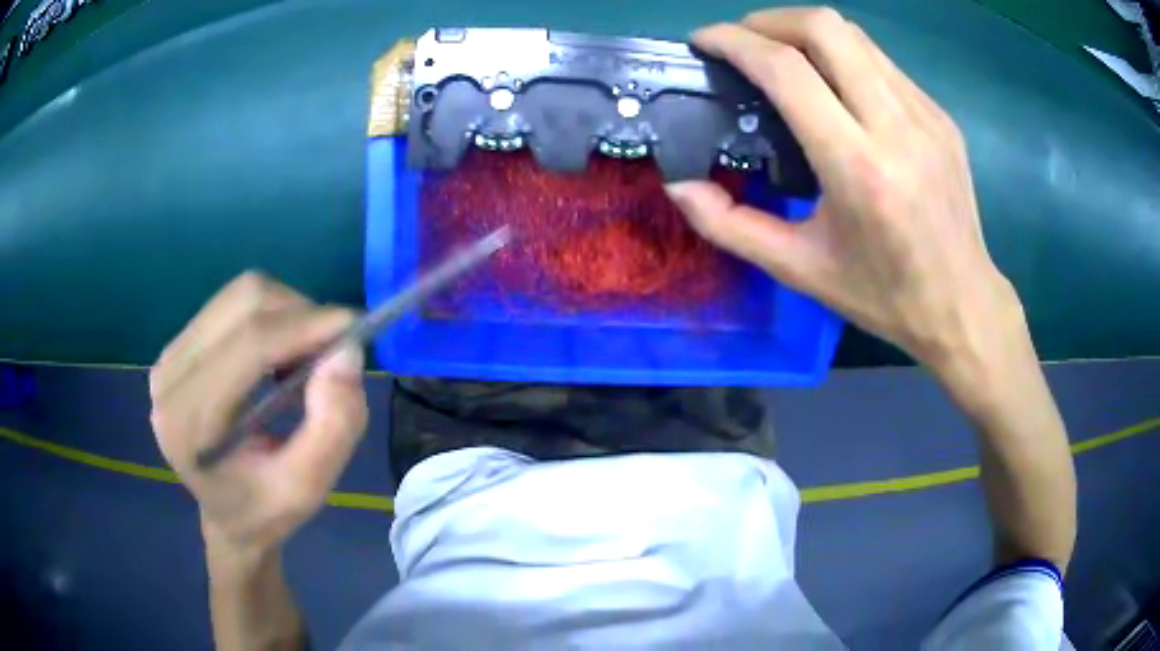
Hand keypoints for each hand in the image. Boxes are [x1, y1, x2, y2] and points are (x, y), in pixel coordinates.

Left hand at [149, 272, 367, 555]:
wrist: (226, 517)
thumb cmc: (265, 511)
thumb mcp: (308, 489)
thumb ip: (333, 426)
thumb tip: (346, 351)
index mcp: (189, 422)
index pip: (250, 345)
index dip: (306, 326)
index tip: (355, 330)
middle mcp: (169, 377)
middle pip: (244, 303)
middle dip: (300, 315)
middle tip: (330, 354)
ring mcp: (169, 356)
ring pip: (240, 295)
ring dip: (286, 314)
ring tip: (302, 361)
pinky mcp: (178, 345)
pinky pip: (231, 305)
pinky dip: (269, 317)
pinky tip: (277, 356)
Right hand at [668, 8, 1024, 367]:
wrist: (961, 303)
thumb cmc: (881, 295)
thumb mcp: (798, 269)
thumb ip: (729, 225)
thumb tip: (679, 185)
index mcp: (857, 167)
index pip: (787, 70)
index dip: (735, 42)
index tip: (704, 41)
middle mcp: (896, 126)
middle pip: (825, 28)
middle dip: (770, 21)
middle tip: (744, 43)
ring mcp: (925, 115)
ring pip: (856, 36)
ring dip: (806, 32)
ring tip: (782, 56)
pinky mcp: (940, 117)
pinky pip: (882, 63)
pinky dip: (844, 57)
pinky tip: (834, 87)